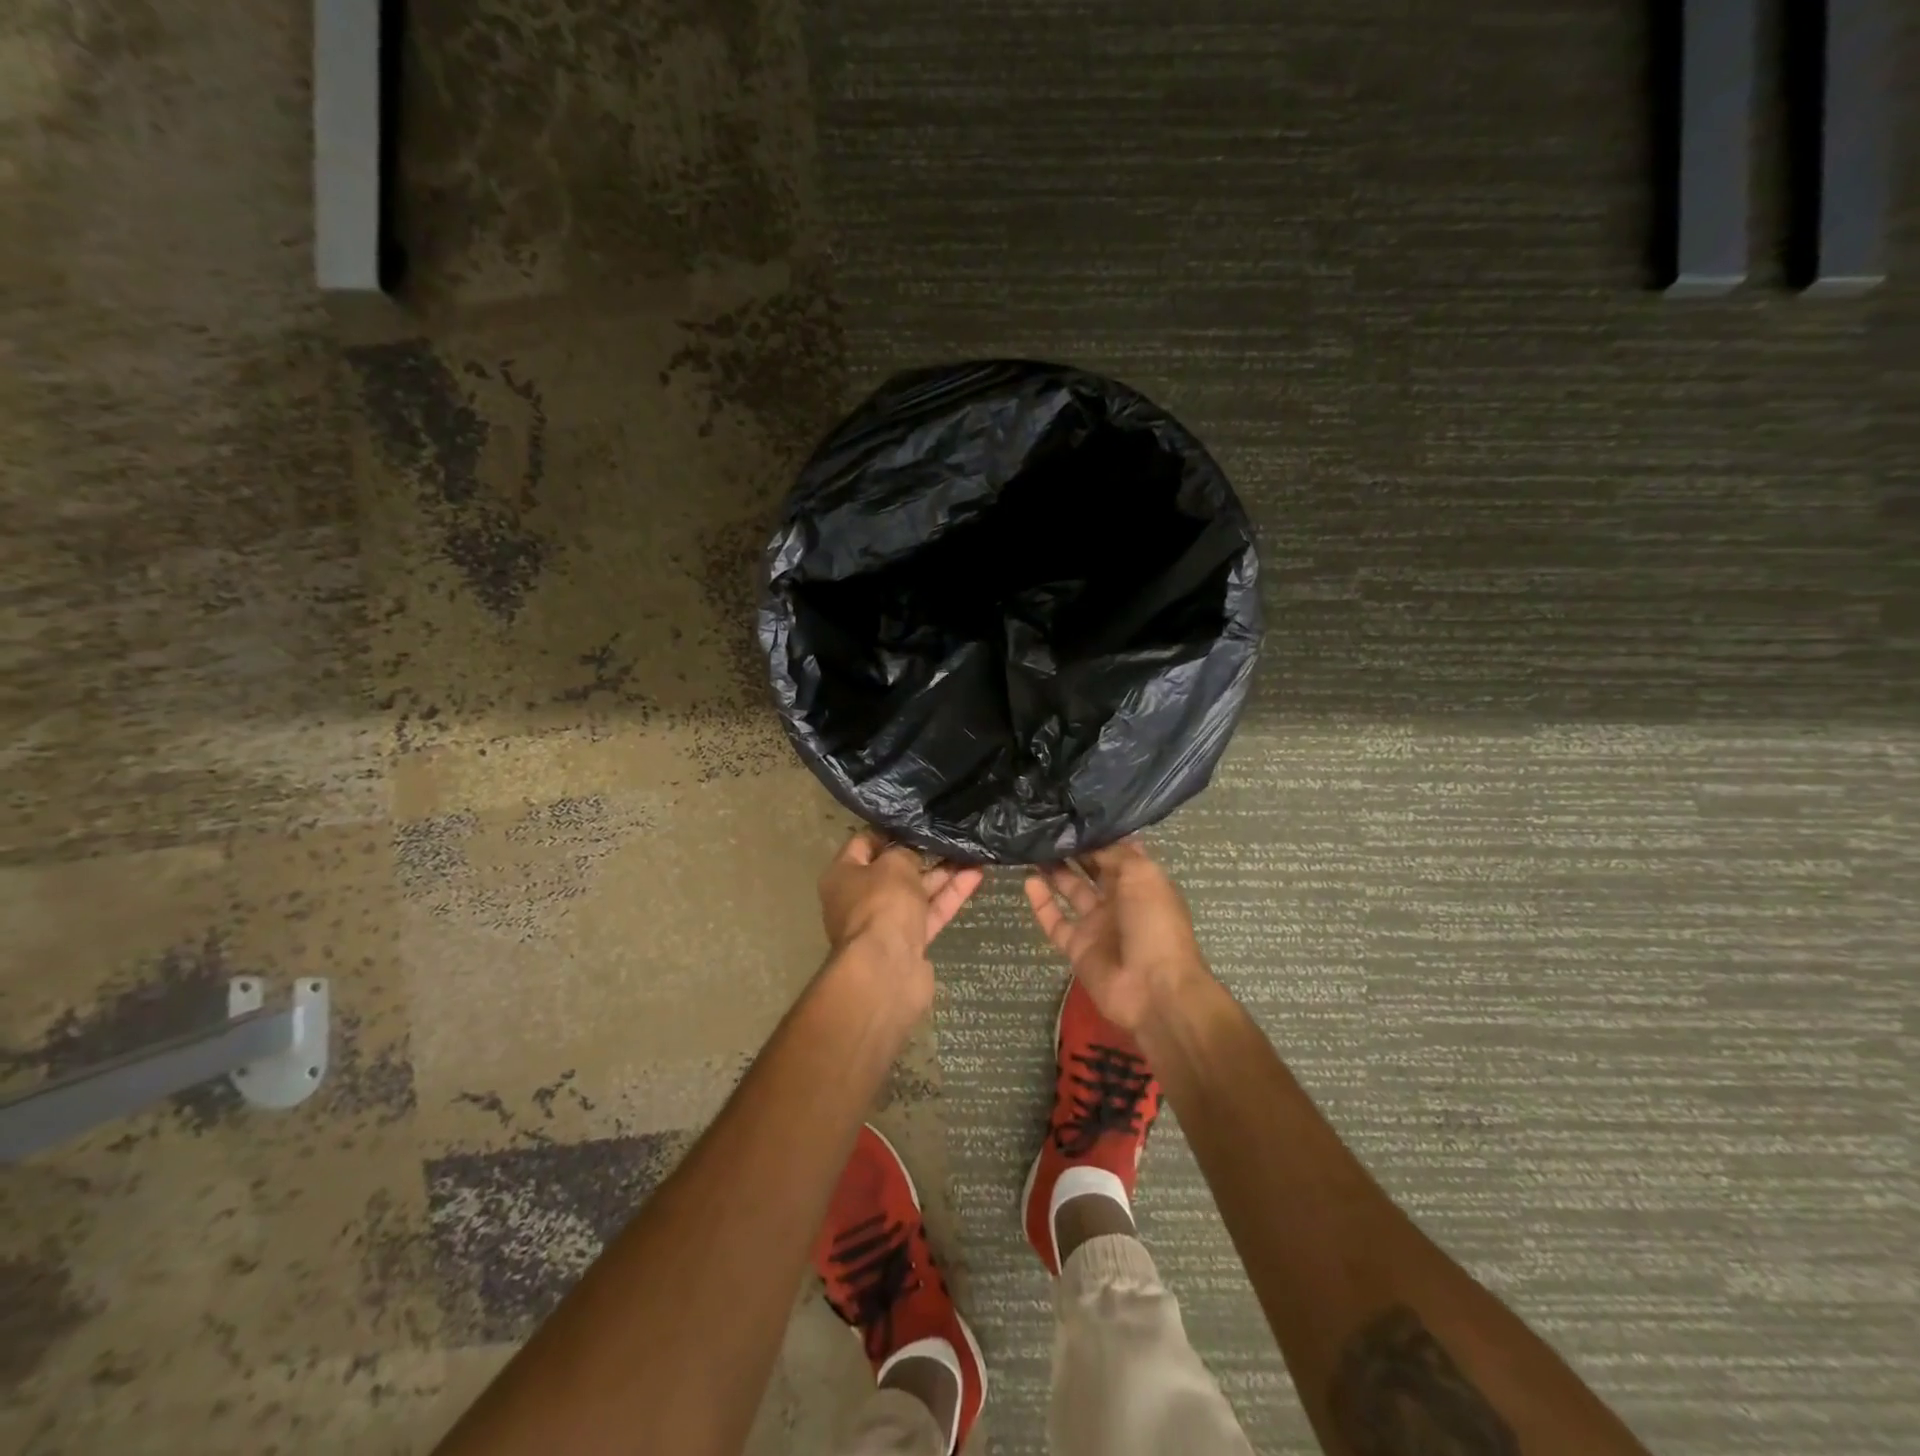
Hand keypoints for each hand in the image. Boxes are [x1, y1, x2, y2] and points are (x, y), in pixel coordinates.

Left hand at [819, 829, 983, 984]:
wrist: (887, 969)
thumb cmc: (881, 903)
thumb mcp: (894, 864)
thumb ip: (905, 852)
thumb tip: (911, 854)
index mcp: (842, 876)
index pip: (863, 843)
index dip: (889, 830)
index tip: (916, 818)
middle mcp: (858, 899)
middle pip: (892, 870)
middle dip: (921, 854)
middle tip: (948, 835)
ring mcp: (885, 923)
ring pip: (916, 893)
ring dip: (942, 874)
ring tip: (971, 851)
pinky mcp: (909, 942)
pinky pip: (930, 913)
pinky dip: (949, 896)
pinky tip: (975, 875)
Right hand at [1024, 838, 1207, 1033]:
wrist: (1153, 989)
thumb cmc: (1154, 924)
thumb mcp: (1143, 875)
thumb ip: (1115, 853)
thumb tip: (1091, 839)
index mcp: (1141, 882)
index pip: (1117, 851)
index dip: (1098, 834)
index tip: (1072, 815)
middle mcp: (1119, 900)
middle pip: (1092, 869)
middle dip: (1073, 850)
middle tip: (1046, 827)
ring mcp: (1097, 925)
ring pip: (1071, 891)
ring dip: (1054, 870)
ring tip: (1032, 847)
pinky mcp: (1076, 946)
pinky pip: (1055, 921)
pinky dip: (1041, 902)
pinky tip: (1027, 880)